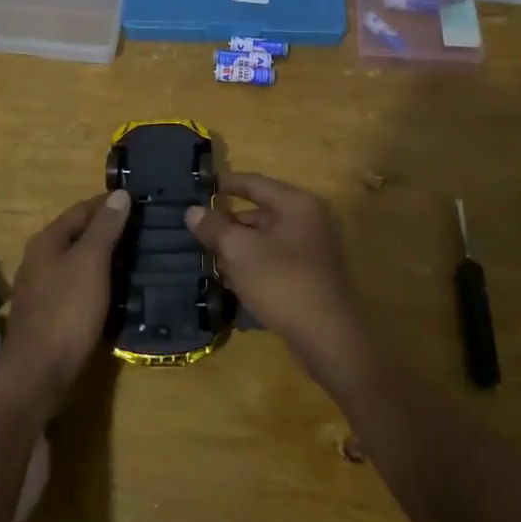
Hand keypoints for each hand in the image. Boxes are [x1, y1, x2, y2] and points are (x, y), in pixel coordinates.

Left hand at [0, 190, 130, 414]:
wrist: (38, 374)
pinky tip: (117, 289)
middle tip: (145, 231)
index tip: (141, 203)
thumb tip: (120, 193)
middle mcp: (40, 259)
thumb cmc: (66, 311)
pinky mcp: (49, 314)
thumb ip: (105, 227)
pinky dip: (99, 281)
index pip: (82, 209)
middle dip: (109, 230)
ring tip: (138, 257)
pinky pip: (78, 286)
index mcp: (47, 240)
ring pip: (79, 261)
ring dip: (106, 257)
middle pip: (79, 234)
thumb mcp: (91, 262)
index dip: (110, 204)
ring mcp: (42, 288)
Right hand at [186, 173, 372, 386]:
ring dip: (238, 246)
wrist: (328, 338)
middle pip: (260, 212)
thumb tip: (193, 211)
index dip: (225, 183)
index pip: (254, 183)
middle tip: (196, 229)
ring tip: (207, 256)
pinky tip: (230, 279)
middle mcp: (309, 219)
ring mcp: (313, 249)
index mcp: (296, 204)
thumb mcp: (240, 251)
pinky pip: (275, 260)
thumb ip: (215, 227)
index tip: (199, 186)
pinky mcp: (310, 275)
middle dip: (228, 222)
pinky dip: (253, 264)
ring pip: (265, 239)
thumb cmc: (282, 282)